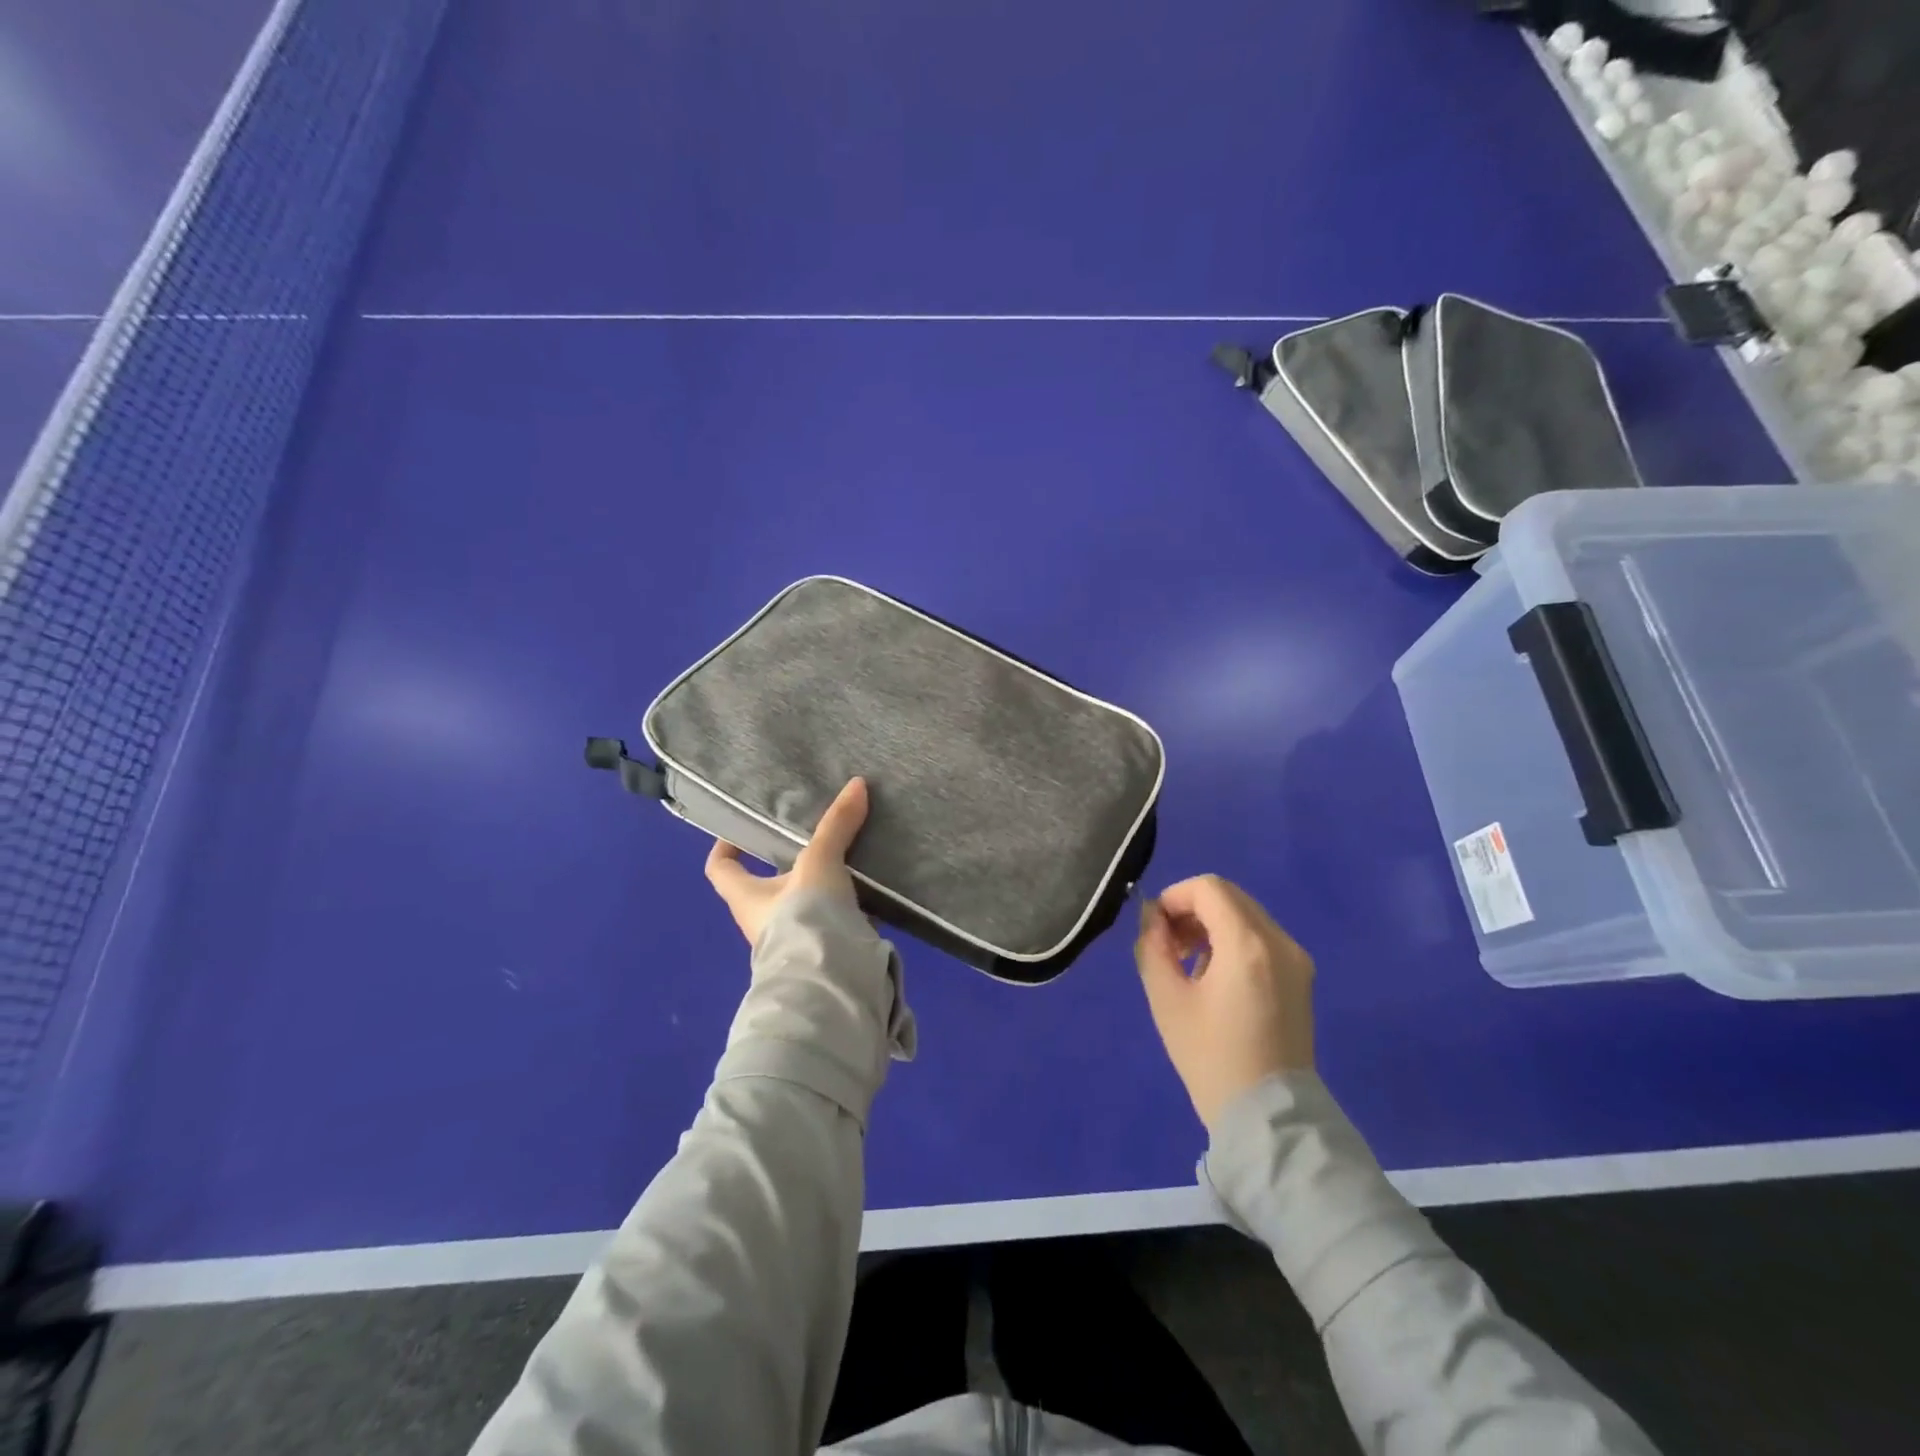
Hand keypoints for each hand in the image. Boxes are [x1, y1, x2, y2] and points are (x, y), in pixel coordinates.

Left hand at [705, 777, 869, 946]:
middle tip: (813, 834)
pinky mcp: (823, 952)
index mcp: (746, 897)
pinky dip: (846, 906)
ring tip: (849, 854)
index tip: (744, 829)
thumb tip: (856, 783)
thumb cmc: (804, 918)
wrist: (829, 983)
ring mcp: (793, 940)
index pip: (720, 869)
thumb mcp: (819, 863)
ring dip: (821, 885)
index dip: (726, 848)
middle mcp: (762, 921)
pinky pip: (831, 921)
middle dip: (788, 862)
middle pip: (766, 884)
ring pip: (802, 903)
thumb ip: (836, 826)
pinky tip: (869, 889)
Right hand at [1135, 875, 1314, 1130]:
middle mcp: (1280, 942)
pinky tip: (1215, 978)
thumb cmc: (1211, 1058)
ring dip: (1211, 925)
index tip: (1155, 928)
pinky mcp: (1301, 978)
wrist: (1268, 1119)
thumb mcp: (1167, 999)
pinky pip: (1261, 938)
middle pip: (1229, 897)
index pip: (1208, 888)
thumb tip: (1153, 918)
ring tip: (1188, 964)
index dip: (1174, 897)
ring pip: (1246, 916)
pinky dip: (1233, 941)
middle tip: (1168, 945)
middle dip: (1192, 910)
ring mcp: (1296, 960)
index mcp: (1248, 944)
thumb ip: (1153, 946)